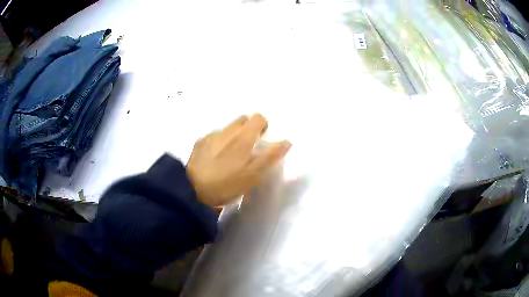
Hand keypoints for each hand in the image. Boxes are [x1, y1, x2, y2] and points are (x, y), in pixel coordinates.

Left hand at [186, 114, 290, 206]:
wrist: (191, 189)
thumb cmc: (226, 183)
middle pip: (242, 120)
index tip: (262, 140)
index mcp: (242, 136)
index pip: (258, 118)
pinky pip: (214, 137)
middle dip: (248, 130)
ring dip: (233, 136)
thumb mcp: (253, 174)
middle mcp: (227, 130)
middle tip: (248, 149)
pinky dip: (219, 143)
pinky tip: (215, 159)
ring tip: (230, 156)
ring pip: (228, 128)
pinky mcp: (199, 143)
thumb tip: (287, 141)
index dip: (263, 126)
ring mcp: (211, 136)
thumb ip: (270, 156)